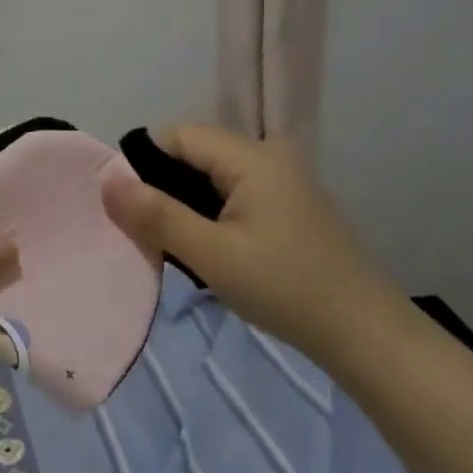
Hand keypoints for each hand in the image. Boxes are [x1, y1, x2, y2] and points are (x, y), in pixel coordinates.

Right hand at [101, 125, 398, 362]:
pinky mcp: (287, 206)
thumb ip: (156, 215)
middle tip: (150, 235)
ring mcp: (282, 181)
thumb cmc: (286, 289)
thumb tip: (106, 180)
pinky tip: (208, 250)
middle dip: (162, 188)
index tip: (132, 211)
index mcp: (251, 156)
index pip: (175, 136)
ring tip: (175, 246)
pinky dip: (209, 215)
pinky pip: (231, 194)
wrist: (366, 336)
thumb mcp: (211, 255)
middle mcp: (268, 155)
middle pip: (192, 153)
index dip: (143, 166)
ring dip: (184, 205)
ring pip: (209, 176)